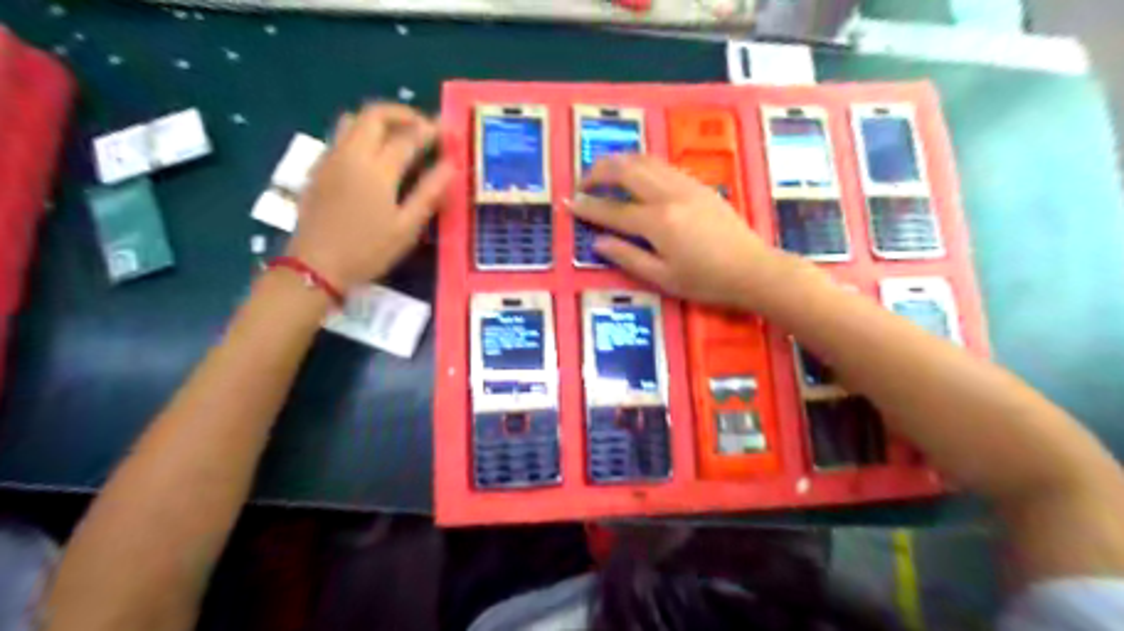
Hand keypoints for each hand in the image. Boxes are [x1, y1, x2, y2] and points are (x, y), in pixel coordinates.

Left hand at [287, 102, 453, 289]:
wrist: (315, 266)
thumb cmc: (367, 251)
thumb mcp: (406, 227)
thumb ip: (429, 193)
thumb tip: (451, 165)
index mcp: (376, 169)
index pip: (407, 137)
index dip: (429, 130)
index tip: (446, 129)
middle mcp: (351, 154)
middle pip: (375, 115)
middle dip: (402, 114)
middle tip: (423, 127)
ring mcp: (330, 158)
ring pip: (353, 120)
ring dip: (379, 120)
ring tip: (399, 136)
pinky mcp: (318, 168)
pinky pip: (340, 135)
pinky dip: (362, 133)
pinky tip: (373, 156)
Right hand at [571, 153, 797, 310]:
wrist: (753, 269)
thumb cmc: (707, 281)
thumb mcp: (663, 278)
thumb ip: (628, 257)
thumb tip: (598, 243)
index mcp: (657, 222)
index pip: (613, 210)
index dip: (588, 207)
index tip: (569, 204)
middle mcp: (668, 196)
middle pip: (626, 170)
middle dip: (599, 171)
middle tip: (583, 182)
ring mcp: (685, 185)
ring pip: (645, 160)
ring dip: (620, 162)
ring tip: (604, 173)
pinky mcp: (698, 185)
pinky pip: (662, 165)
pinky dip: (642, 164)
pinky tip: (637, 175)